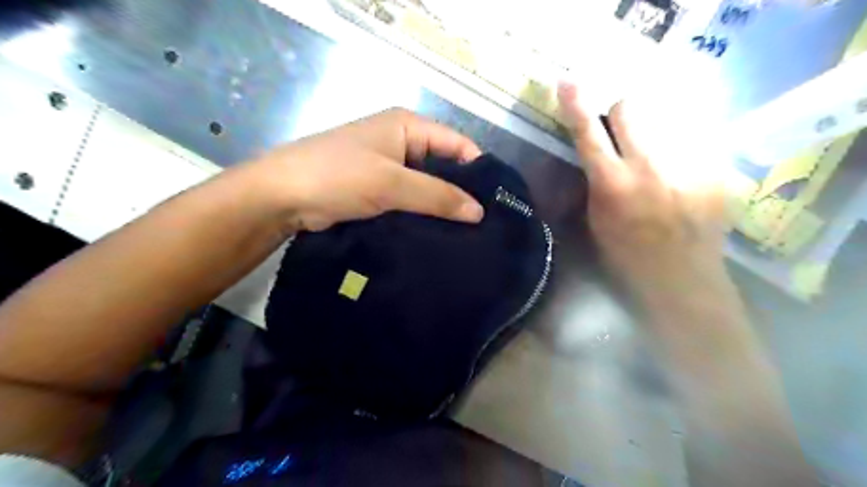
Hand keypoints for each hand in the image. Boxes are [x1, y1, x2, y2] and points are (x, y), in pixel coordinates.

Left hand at [251, 109, 483, 231]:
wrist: (281, 197)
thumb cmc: (338, 176)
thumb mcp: (391, 183)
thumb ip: (437, 195)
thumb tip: (479, 212)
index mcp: (407, 126)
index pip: (457, 144)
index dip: (478, 170)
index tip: (496, 203)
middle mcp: (402, 142)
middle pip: (444, 166)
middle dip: (461, 192)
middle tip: (484, 225)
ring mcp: (389, 168)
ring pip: (427, 186)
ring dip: (442, 206)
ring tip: (467, 234)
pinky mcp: (378, 190)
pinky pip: (410, 200)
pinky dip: (423, 214)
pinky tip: (438, 234)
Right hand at [555, 84, 728, 299]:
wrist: (681, 279)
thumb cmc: (626, 258)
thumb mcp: (595, 222)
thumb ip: (593, 183)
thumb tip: (592, 154)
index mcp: (612, 185)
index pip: (589, 133)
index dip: (576, 104)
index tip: (567, 82)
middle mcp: (649, 167)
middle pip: (631, 107)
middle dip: (619, 112)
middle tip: (618, 131)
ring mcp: (685, 165)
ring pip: (664, 116)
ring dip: (649, 128)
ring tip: (651, 155)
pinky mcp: (713, 170)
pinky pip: (691, 138)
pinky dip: (676, 145)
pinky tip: (675, 170)